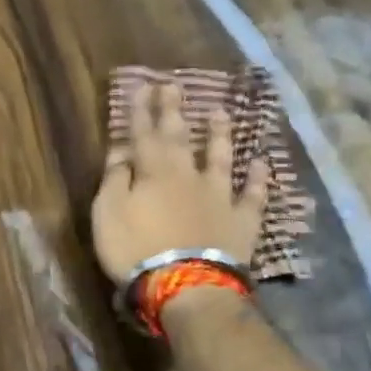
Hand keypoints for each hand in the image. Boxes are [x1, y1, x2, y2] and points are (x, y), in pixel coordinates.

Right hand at [91, 77, 270, 284]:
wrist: (186, 285)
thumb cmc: (136, 249)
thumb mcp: (109, 213)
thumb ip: (115, 178)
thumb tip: (122, 149)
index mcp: (153, 172)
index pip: (144, 134)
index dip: (141, 110)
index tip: (143, 86)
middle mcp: (188, 176)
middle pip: (180, 138)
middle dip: (174, 111)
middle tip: (174, 85)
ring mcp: (219, 196)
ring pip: (220, 158)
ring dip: (219, 135)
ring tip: (221, 113)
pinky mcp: (241, 221)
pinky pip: (252, 195)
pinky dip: (258, 179)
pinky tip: (261, 164)